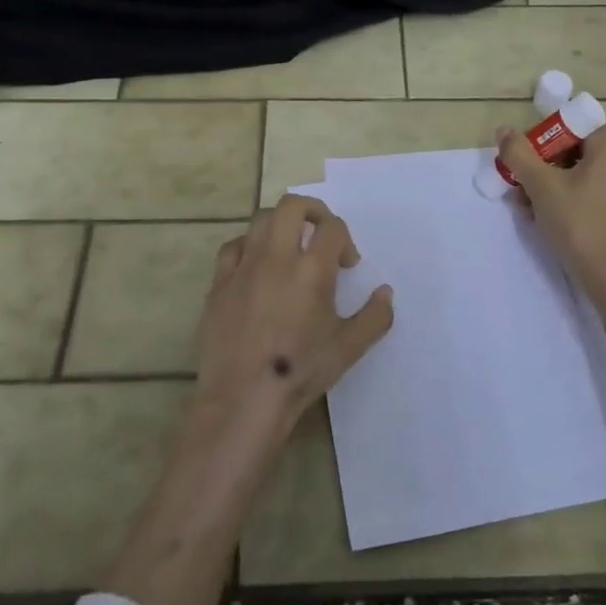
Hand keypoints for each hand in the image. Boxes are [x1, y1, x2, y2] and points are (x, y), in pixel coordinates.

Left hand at [191, 195, 394, 443]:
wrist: (243, 398)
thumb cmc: (300, 371)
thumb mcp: (349, 348)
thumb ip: (375, 316)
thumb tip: (386, 292)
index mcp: (312, 270)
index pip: (332, 228)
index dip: (345, 239)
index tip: (347, 264)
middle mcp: (276, 258)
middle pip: (291, 206)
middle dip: (312, 211)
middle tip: (320, 234)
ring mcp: (243, 268)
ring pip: (260, 220)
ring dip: (281, 225)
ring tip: (290, 249)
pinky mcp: (219, 283)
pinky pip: (233, 247)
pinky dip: (249, 247)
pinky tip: (256, 267)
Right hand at [497, 125, 605, 300]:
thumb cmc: (578, 223)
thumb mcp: (541, 186)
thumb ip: (519, 154)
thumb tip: (504, 130)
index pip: (572, 126)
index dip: (542, 138)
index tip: (523, 160)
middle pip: (575, 150)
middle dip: (542, 166)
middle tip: (519, 185)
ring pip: (581, 173)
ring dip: (550, 184)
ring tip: (526, 206)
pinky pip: (592, 192)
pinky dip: (568, 198)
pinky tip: (546, 218)